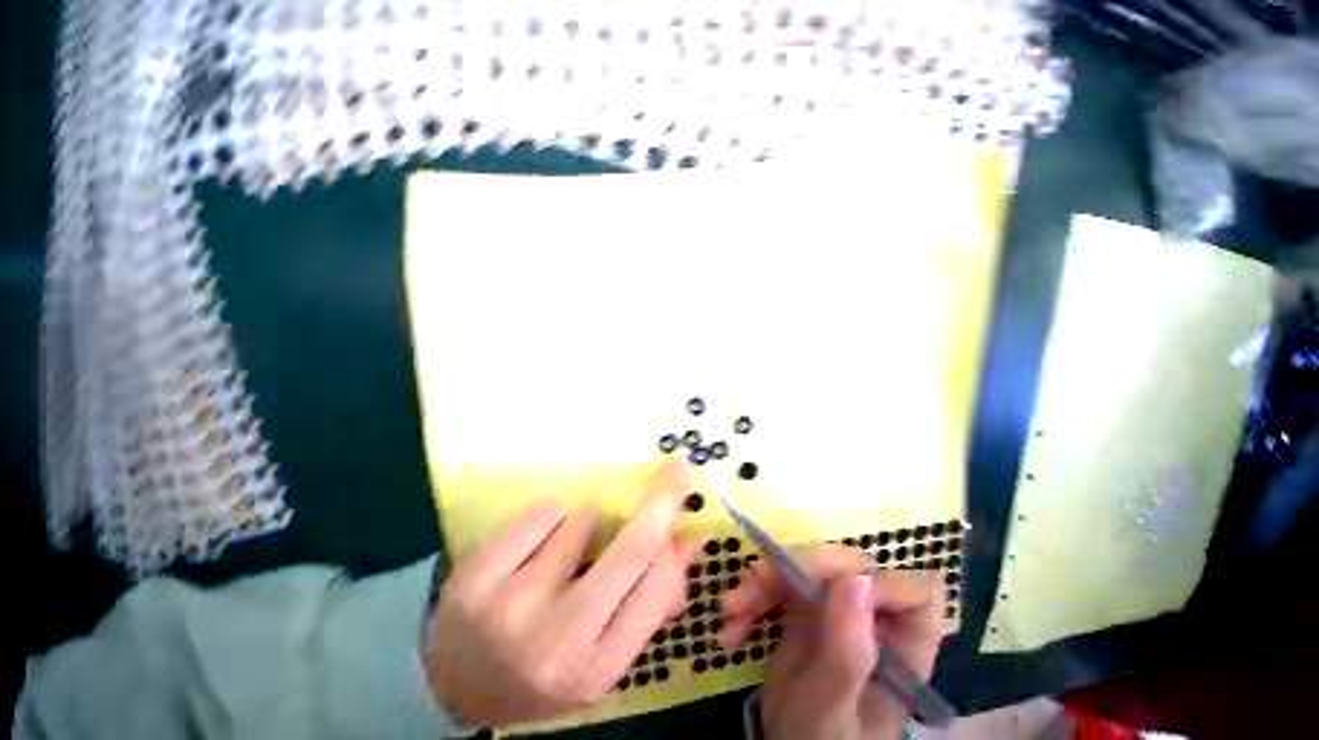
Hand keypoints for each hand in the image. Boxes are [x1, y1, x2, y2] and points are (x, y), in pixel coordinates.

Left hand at [422, 462, 703, 727]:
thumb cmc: (545, 667)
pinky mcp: (477, 576)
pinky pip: (544, 513)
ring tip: (564, 552)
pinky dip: (552, 517)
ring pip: (583, 521)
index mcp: (597, 666)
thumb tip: (690, 539)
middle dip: (661, 500)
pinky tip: (536, 547)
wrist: (456, 686)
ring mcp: (511, 608)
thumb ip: (650, 597)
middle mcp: (558, 642)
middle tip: (677, 469)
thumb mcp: (603, 649)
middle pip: (630, 551)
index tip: (680, 501)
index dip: (671, 539)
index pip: (657, 586)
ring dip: (588, 521)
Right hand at [723, 546, 948, 739]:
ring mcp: (834, 611)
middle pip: (848, 566)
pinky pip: (776, 585)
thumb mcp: (832, 707)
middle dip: (798, 567)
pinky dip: (751, 600)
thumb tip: (856, 580)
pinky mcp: (801, 610)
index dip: (882, 583)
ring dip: (763, 582)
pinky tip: (732, 628)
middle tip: (758, 580)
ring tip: (732, 610)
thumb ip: (847, 651)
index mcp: (901, 647)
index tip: (835, 592)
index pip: (915, 594)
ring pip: (804, 567)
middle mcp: (871, 619)